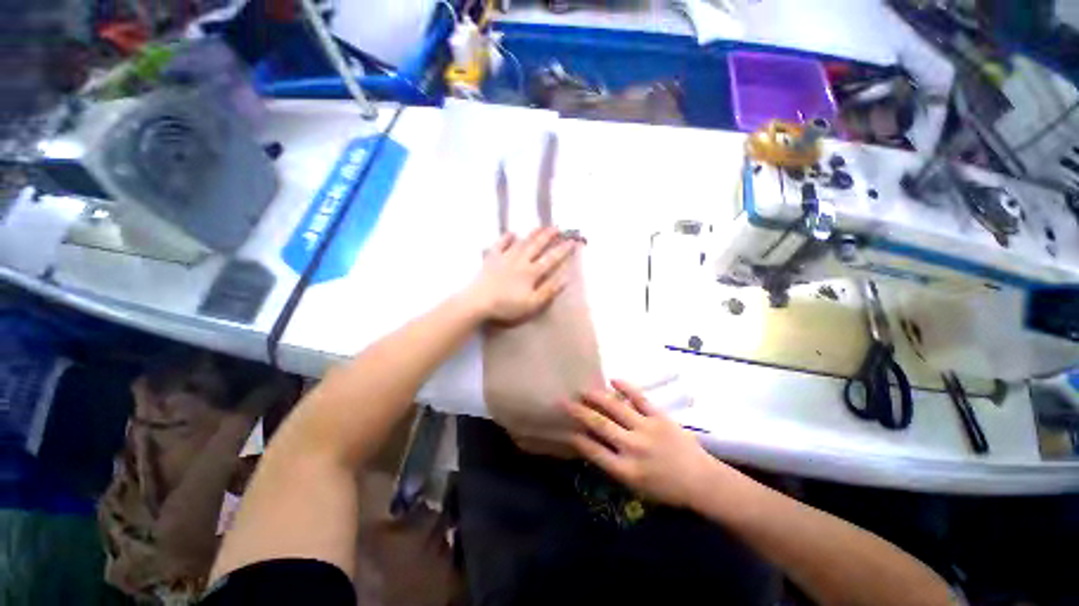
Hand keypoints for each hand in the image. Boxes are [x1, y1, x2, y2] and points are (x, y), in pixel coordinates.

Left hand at [468, 227, 576, 322]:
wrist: (479, 302)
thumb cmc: (506, 306)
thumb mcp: (532, 304)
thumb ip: (548, 291)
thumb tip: (565, 278)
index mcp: (531, 272)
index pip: (551, 259)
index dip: (562, 250)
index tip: (573, 241)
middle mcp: (520, 260)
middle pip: (536, 245)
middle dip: (548, 236)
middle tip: (557, 227)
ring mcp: (505, 257)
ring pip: (521, 242)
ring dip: (532, 234)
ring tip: (540, 226)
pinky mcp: (492, 258)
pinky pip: (500, 244)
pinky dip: (506, 237)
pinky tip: (512, 233)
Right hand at [563, 380, 730, 508]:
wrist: (701, 481)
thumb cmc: (667, 489)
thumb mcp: (636, 487)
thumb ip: (614, 466)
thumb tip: (594, 445)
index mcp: (626, 470)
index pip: (593, 451)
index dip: (577, 438)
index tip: (565, 429)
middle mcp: (633, 447)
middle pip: (600, 425)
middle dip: (580, 413)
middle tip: (565, 402)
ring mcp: (646, 429)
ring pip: (616, 408)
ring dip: (597, 397)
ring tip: (583, 390)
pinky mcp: (660, 417)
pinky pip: (640, 398)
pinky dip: (626, 387)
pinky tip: (613, 380)